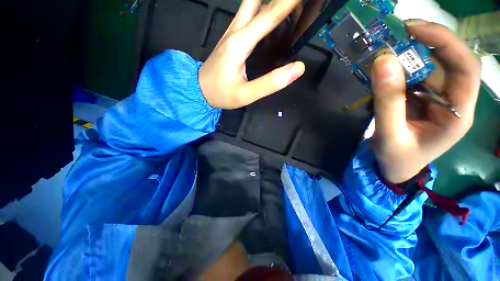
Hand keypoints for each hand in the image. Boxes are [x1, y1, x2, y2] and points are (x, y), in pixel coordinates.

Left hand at [199, 0, 304, 108]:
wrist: (199, 91)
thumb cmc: (222, 94)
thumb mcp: (247, 94)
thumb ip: (271, 83)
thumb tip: (298, 68)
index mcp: (240, 44)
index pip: (269, 16)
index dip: (289, 2)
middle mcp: (235, 32)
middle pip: (256, 1)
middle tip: (293, 0)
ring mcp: (230, 33)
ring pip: (250, 5)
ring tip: (285, 4)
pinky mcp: (230, 38)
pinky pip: (246, 15)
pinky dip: (260, 8)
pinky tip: (267, 12)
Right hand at [371, 20, 480, 182]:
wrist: (393, 167)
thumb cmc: (396, 158)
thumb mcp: (390, 135)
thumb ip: (387, 102)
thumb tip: (382, 62)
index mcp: (458, 114)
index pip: (466, 68)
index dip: (445, 42)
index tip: (414, 29)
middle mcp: (453, 100)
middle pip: (448, 61)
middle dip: (424, 43)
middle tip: (394, 33)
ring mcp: (436, 98)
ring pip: (428, 67)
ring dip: (406, 56)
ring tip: (382, 51)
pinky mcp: (420, 98)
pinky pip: (412, 77)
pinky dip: (397, 69)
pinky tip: (382, 69)